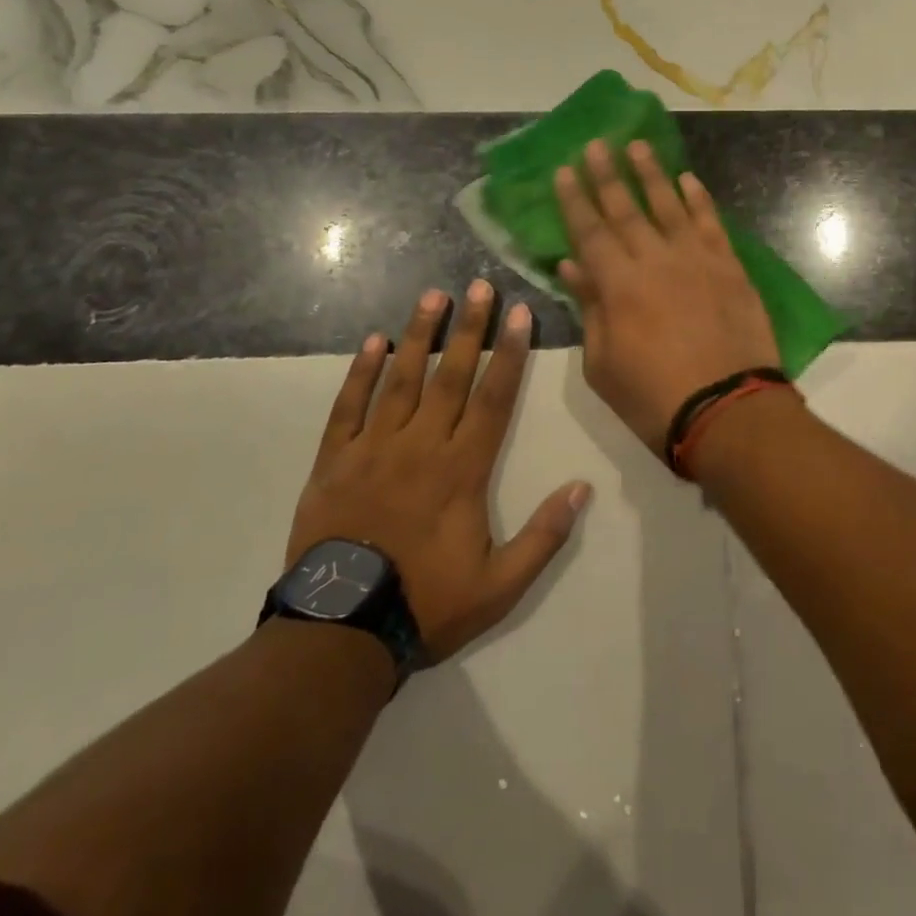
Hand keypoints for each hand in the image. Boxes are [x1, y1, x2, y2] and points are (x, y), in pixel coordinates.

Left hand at [288, 282, 591, 659]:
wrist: (340, 630)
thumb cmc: (426, 604)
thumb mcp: (500, 586)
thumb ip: (544, 536)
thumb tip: (581, 488)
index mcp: (462, 470)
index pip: (494, 398)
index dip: (510, 354)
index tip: (519, 314)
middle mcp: (421, 446)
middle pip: (451, 376)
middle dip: (469, 328)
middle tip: (479, 285)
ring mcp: (373, 449)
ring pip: (401, 380)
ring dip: (419, 335)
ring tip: (433, 296)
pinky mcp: (334, 461)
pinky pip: (348, 407)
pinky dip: (360, 372)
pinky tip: (373, 341)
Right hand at [555, 138, 779, 456]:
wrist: (729, 410)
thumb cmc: (654, 398)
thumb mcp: (603, 365)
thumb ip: (589, 309)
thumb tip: (572, 265)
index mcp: (618, 285)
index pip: (589, 231)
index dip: (574, 200)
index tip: (564, 169)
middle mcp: (656, 260)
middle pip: (626, 208)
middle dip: (607, 174)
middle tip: (596, 143)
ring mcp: (697, 260)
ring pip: (670, 205)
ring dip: (652, 173)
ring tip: (638, 145)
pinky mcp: (730, 267)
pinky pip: (712, 223)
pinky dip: (699, 199)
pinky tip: (688, 179)